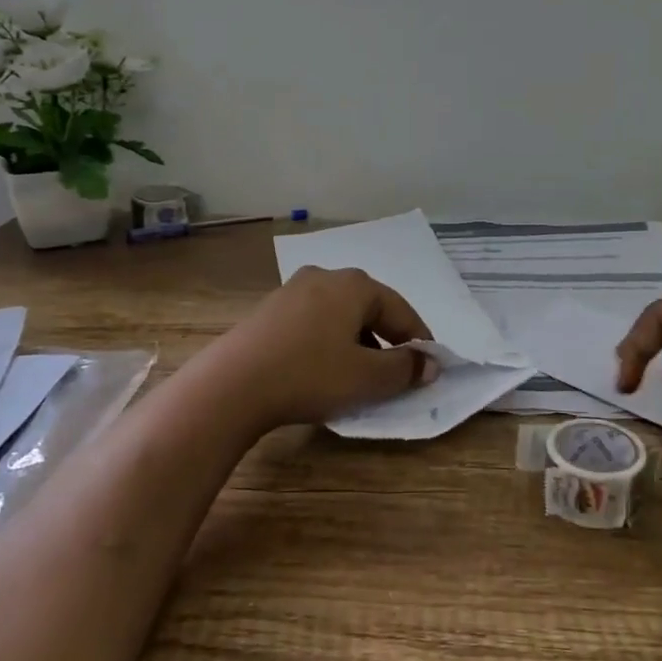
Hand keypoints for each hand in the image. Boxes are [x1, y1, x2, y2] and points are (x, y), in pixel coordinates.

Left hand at [189, 266, 438, 433]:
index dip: (418, 340)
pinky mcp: (269, 309)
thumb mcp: (367, 379)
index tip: (427, 368)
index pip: (401, 310)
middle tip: (394, 373)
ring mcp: (293, 290)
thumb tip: (430, 364)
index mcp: (355, 285)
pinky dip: (327, 342)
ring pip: (340, 315)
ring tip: (357, 376)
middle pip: (369, 308)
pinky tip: (321, 369)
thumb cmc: (310, 375)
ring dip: (356, 342)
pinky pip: (313, 322)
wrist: (231, 384)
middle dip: (386, 340)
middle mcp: (326, 276)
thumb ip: (405, 369)